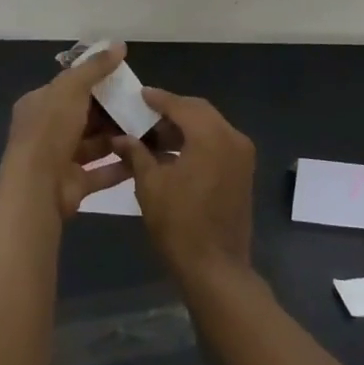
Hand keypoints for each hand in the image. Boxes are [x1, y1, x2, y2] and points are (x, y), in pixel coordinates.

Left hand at [0, 44, 132, 220]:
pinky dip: (121, 165)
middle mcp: (47, 130)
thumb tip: (119, 44)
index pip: (68, 87)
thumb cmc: (51, 129)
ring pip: (94, 144)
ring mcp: (60, 159)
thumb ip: (95, 67)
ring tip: (147, 128)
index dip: (94, 81)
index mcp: (39, 104)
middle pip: (84, 116)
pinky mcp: (74, 184)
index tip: (122, 78)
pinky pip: (102, 171)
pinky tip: (143, 156)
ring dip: (117, 137)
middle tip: (140, 104)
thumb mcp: (72, 88)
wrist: (37, 187)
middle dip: (110, 111)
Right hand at [111, 89, 254, 283]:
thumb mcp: (150, 185)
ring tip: (154, 136)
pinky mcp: (243, 172)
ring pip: (210, 127)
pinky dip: (196, 142)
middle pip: (199, 111)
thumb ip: (136, 154)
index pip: (181, 105)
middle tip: (145, 114)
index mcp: (211, 135)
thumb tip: (120, 138)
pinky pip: (217, 144)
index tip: (139, 94)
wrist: (216, 269)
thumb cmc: (179, 224)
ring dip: (184, 128)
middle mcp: (232, 137)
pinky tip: (172, 154)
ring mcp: (241, 155)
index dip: (158, 99)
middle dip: (172, 111)